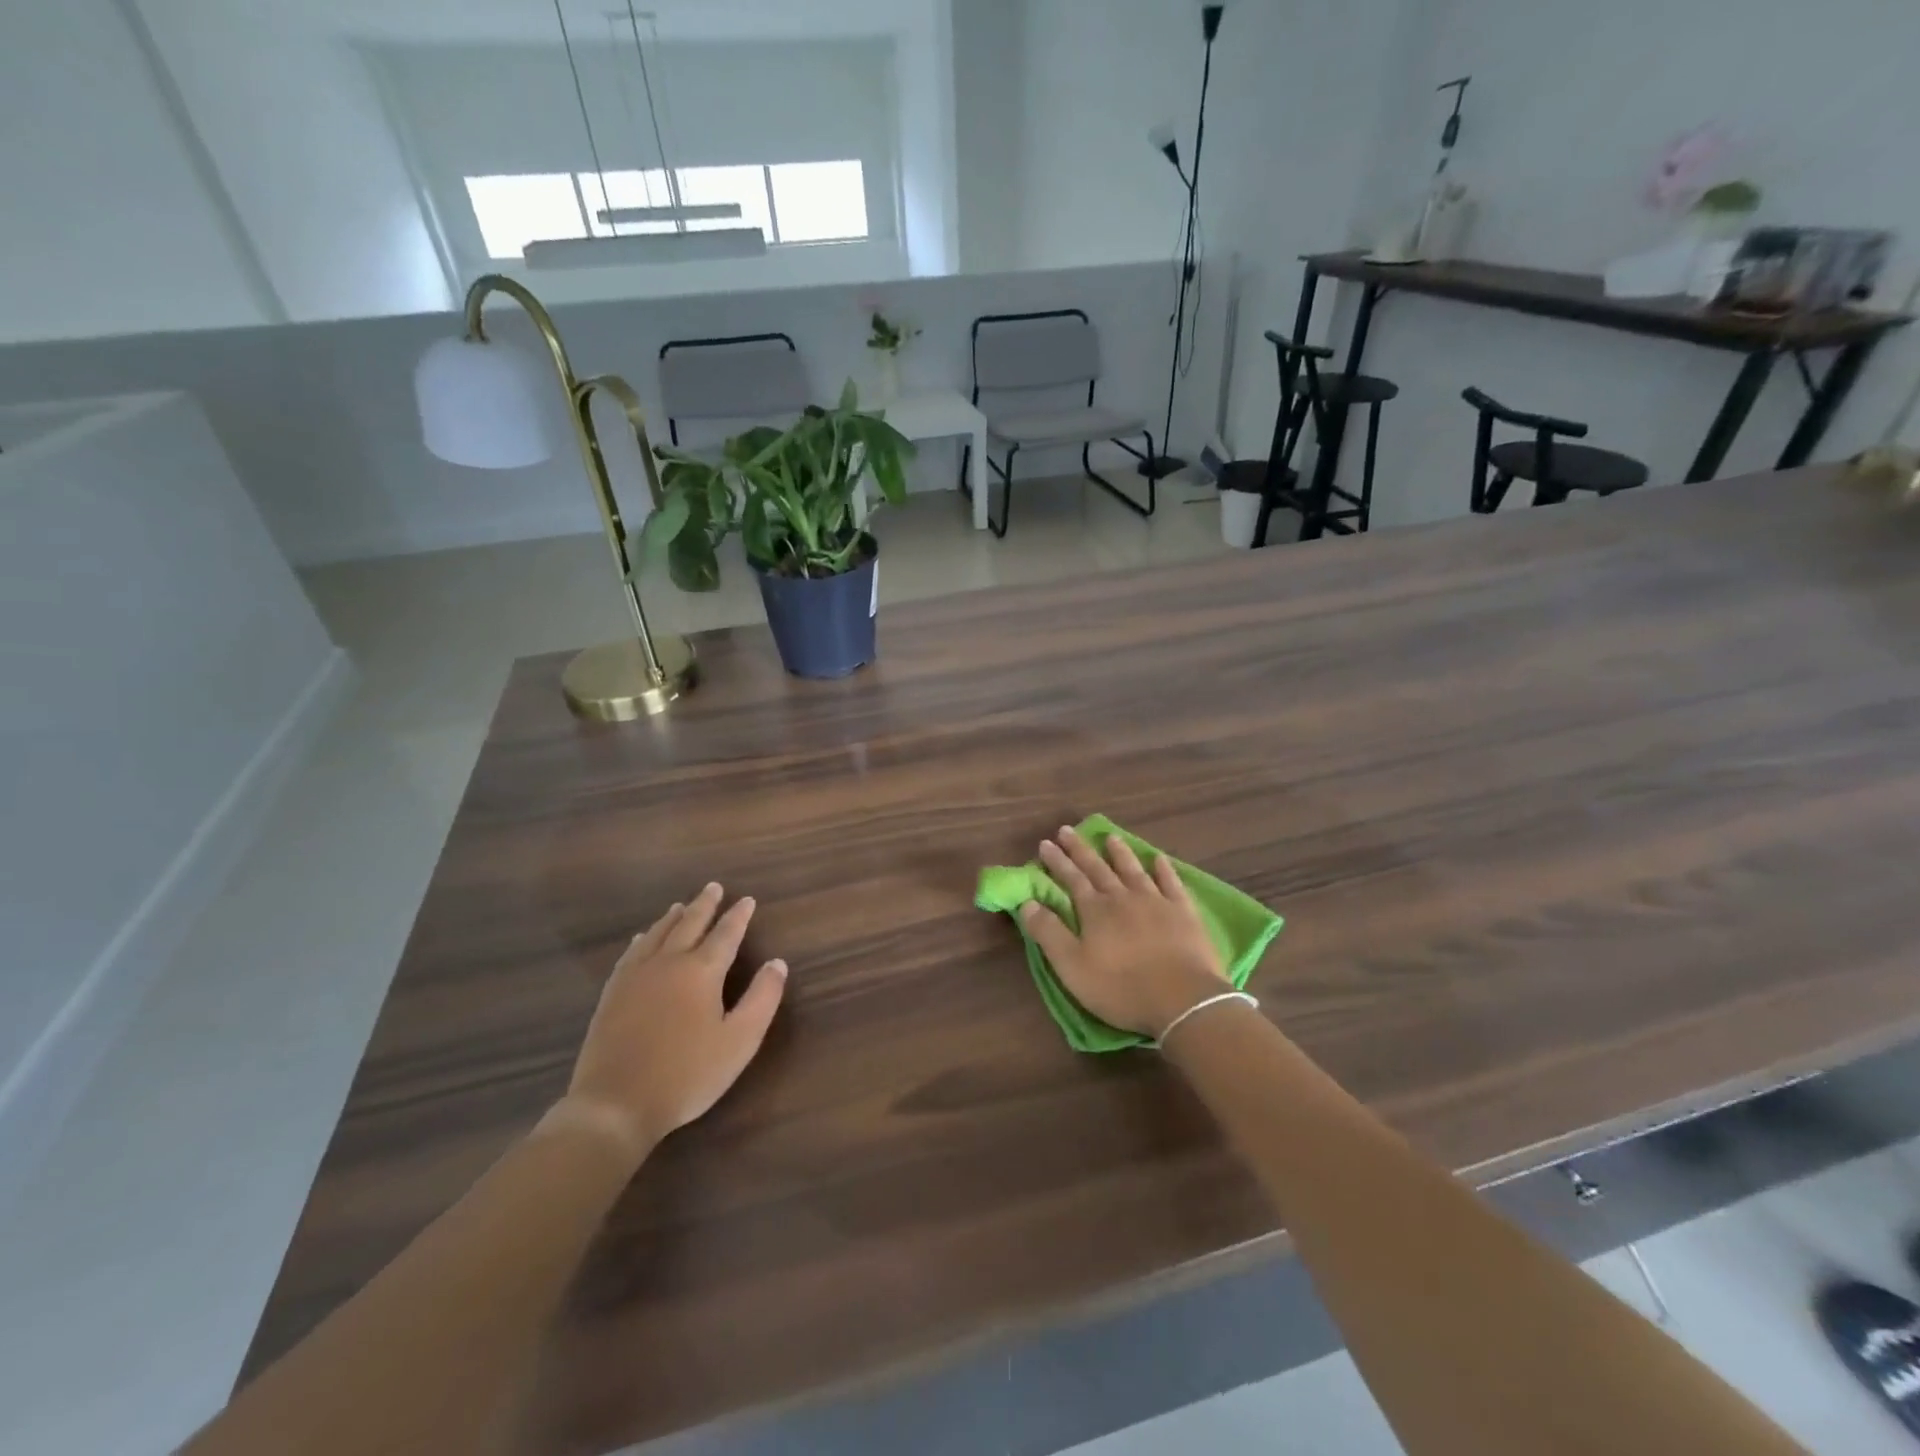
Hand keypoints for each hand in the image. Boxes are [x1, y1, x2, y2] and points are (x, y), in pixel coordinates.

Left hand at [564, 883, 786, 1153]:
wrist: (615, 1104)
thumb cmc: (687, 1075)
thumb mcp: (739, 1041)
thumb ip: (762, 999)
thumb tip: (777, 963)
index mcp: (701, 972)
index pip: (725, 934)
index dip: (738, 916)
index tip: (747, 899)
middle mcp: (668, 963)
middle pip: (689, 924)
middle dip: (705, 905)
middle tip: (714, 887)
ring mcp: (635, 976)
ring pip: (657, 934)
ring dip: (673, 917)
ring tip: (682, 905)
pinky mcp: (612, 994)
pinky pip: (631, 953)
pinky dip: (643, 938)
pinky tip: (641, 938)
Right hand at [1020, 826, 1227, 1038]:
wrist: (1183, 1000)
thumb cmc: (1121, 988)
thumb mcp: (1072, 966)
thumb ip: (1048, 933)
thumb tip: (1027, 902)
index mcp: (1095, 910)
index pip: (1071, 879)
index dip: (1057, 861)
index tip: (1045, 843)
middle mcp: (1123, 897)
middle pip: (1098, 868)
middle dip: (1080, 849)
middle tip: (1067, 830)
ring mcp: (1156, 902)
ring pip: (1133, 870)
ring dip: (1119, 853)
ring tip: (1110, 837)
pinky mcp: (1183, 912)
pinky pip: (1171, 883)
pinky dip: (1164, 870)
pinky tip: (1159, 859)